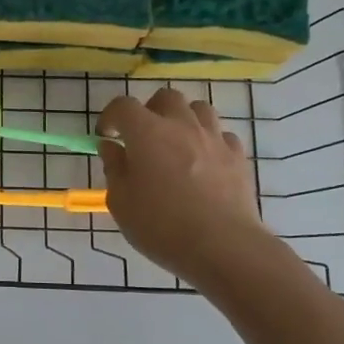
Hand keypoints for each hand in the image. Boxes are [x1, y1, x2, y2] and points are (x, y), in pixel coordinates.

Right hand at [97, 89, 273, 279]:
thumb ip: (114, 169)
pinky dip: (208, 141)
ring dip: (182, 119)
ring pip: (198, 109)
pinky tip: (203, 162)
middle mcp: (181, 125)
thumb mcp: (121, 202)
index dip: (110, 117)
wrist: (222, 246)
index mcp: (147, 133)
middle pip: (165, 97)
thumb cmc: (161, 226)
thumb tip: (112, 147)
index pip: (123, 106)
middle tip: (142, 137)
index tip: (106, 136)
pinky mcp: (238, 156)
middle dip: (149, 110)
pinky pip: (221, 135)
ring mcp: (213, 138)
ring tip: (175, 143)